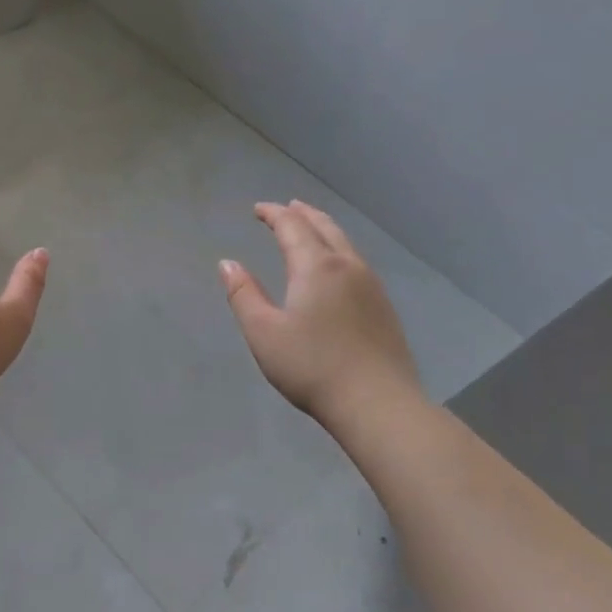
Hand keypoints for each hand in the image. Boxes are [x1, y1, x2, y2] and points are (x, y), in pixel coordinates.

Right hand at [220, 200, 423, 434]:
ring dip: (324, 229)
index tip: (258, 209)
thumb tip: (228, 263)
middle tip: (287, 207)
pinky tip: (336, 267)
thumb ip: (243, 294)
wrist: (377, 403)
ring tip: (311, 228)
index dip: (274, 214)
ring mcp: (371, 286)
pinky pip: (357, 262)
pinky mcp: (384, 307)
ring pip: (345, 244)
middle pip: (325, 227)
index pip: (292, 227)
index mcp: (316, 267)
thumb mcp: (263, 332)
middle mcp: (347, 267)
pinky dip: (339, 250)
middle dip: (303, 214)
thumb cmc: (311, 366)